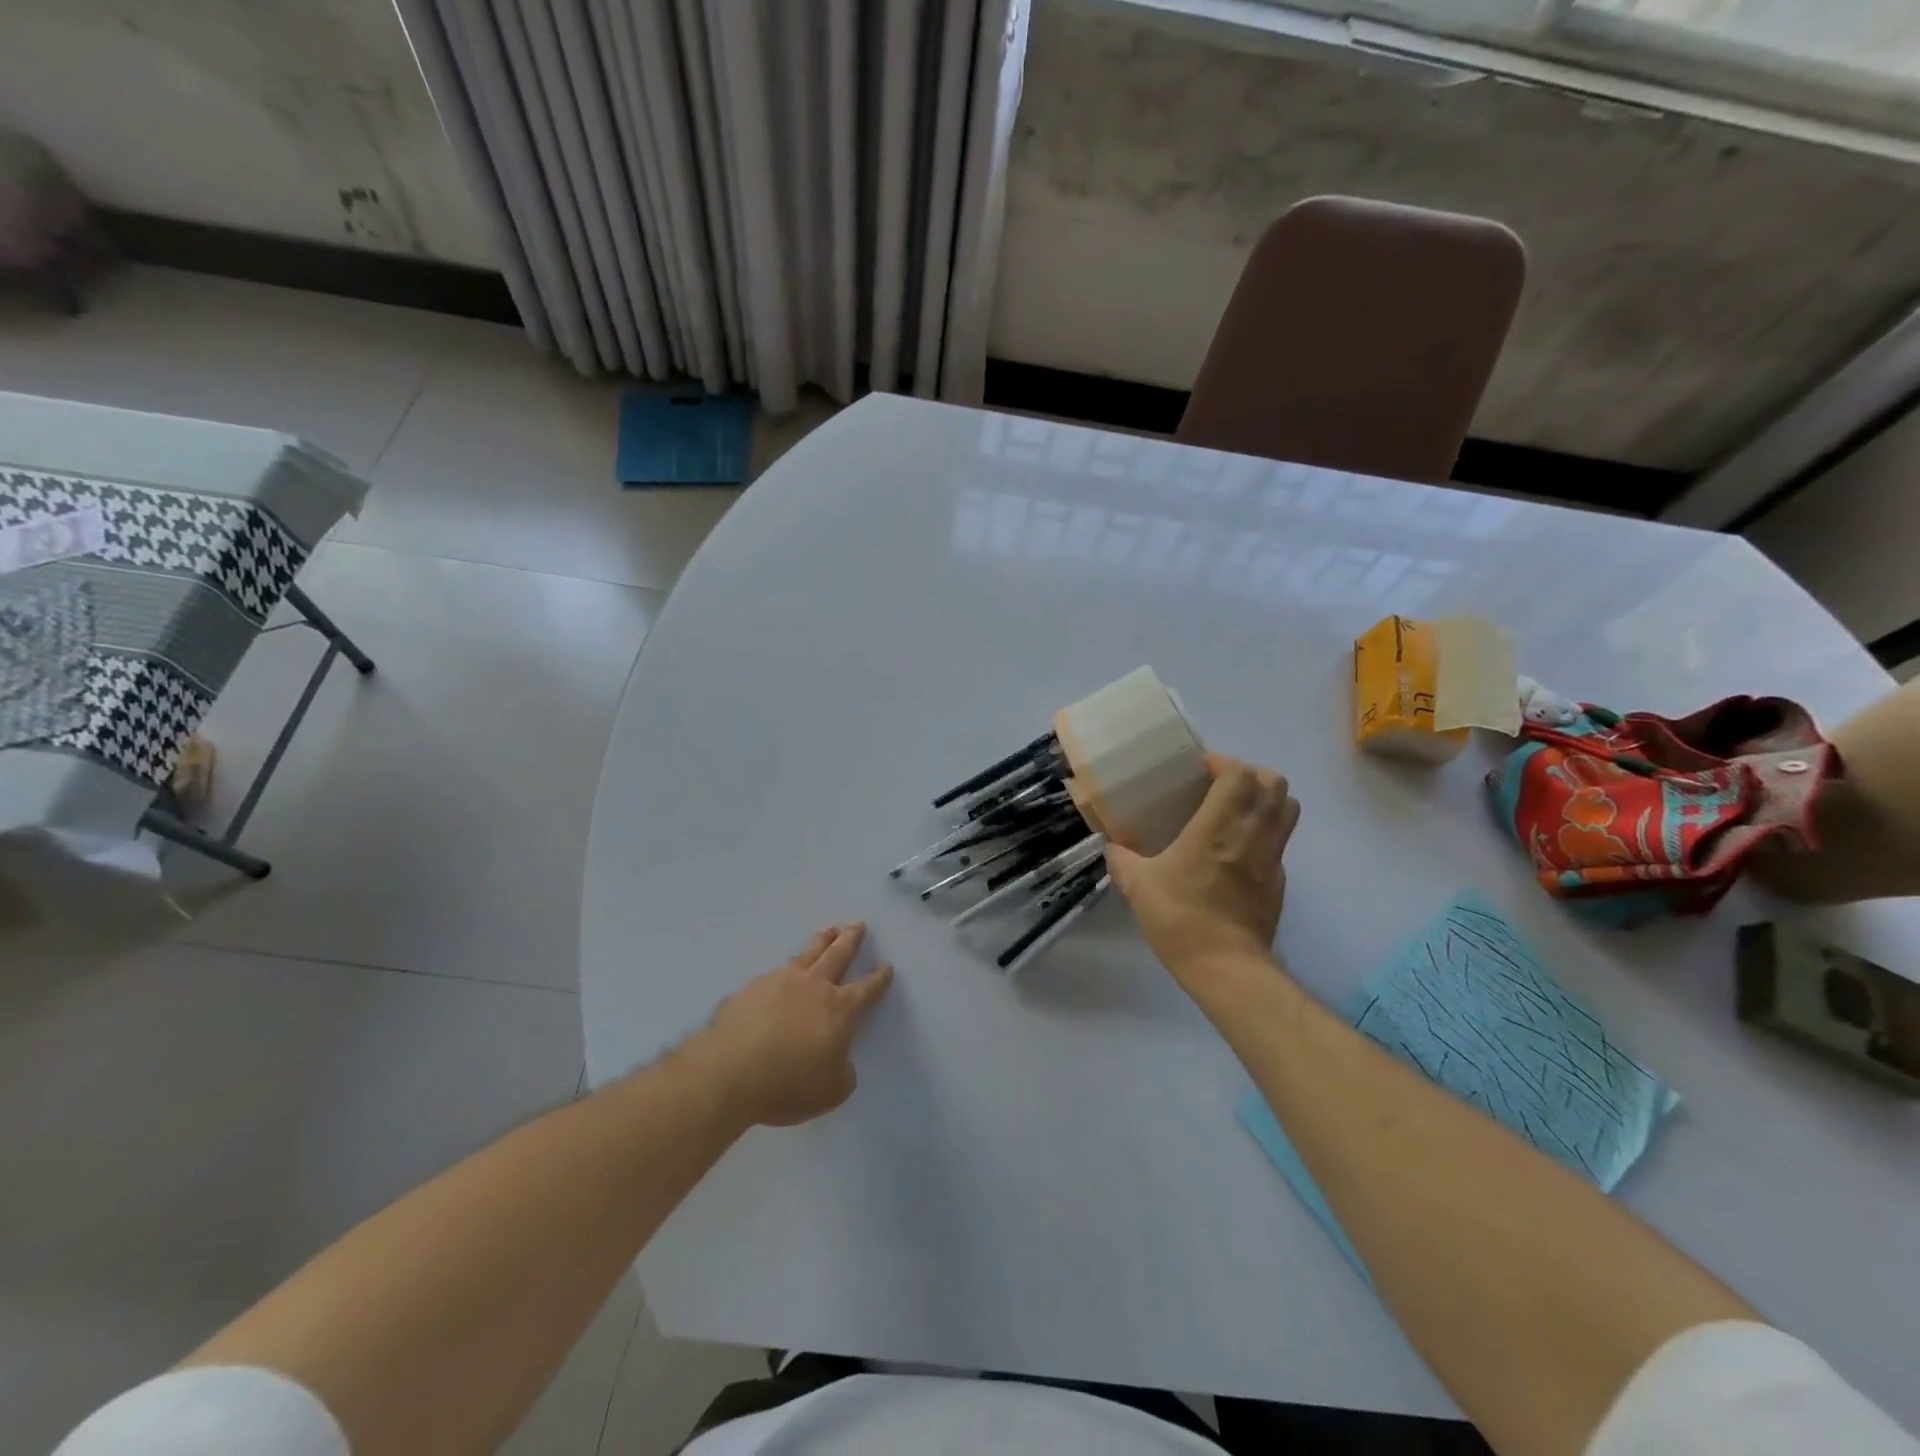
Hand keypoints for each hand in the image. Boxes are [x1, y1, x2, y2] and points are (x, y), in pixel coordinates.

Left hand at [692, 923, 894, 1127]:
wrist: (728, 1073)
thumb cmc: (788, 1085)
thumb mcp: (831, 1091)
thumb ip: (843, 1072)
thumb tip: (839, 1059)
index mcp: (840, 1009)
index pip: (868, 988)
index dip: (880, 978)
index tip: (886, 967)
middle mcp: (814, 986)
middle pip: (838, 953)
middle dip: (851, 938)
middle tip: (858, 924)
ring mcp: (781, 981)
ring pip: (807, 953)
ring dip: (821, 940)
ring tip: (828, 931)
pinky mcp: (752, 987)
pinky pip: (776, 972)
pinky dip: (786, 969)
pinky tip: (782, 974)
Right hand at [1106, 754, 1299, 981]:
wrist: (1225, 967)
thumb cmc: (1181, 919)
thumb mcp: (1138, 887)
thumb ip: (1123, 860)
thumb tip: (1112, 847)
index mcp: (1217, 828)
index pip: (1239, 775)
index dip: (1224, 762)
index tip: (1202, 768)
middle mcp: (1251, 835)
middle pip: (1275, 784)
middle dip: (1252, 775)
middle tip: (1223, 786)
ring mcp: (1271, 858)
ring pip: (1288, 810)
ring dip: (1267, 801)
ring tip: (1238, 811)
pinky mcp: (1279, 882)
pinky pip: (1280, 843)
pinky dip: (1265, 835)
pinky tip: (1238, 852)